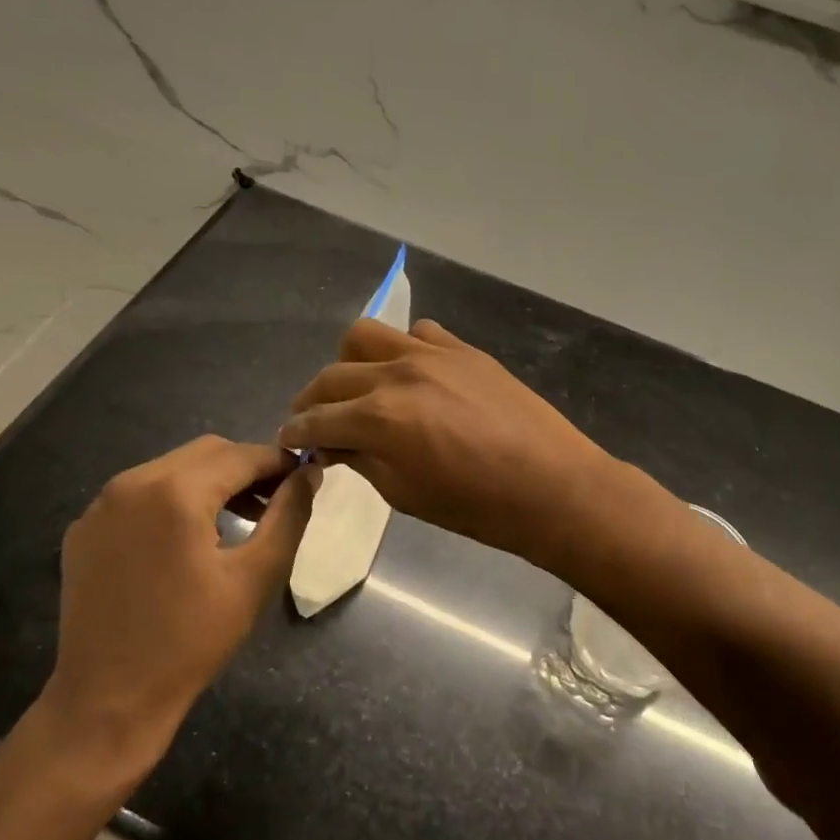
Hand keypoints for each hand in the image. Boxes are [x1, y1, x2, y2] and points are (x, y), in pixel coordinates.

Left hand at [38, 437, 315, 767]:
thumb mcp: (255, 577)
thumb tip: (309, 473)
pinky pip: (140, 494)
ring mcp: (101, 505)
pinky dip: (172, 500)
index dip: (279, 461)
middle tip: (276, 499)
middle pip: (205, 452)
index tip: (305, 477)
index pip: (241, 455)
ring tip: (239, 517)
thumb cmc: (192, 641)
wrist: (108, 702)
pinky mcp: (84, 529)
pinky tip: (187, 538)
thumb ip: (289, 515)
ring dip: (211, 482)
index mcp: (175, 492)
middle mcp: (132, 483)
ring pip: (171, 468)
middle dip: (246, 467)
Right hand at [279, 319, 618, 566]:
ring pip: (366, 335)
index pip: (317, 419)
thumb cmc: (476, 506)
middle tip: (315, 421)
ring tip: (357, 388)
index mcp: (378, 417)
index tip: (288, 439)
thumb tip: (333, 445)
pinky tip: (411, 375)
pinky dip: (401, 350)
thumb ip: (361, 460)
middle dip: (313, 400)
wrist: (551, 485)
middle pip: (332, 375)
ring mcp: (432, 354)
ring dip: (349, 362)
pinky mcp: (462, 349)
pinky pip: (418, 333)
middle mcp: (396, 373)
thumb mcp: (405, 494)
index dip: (296, 432)